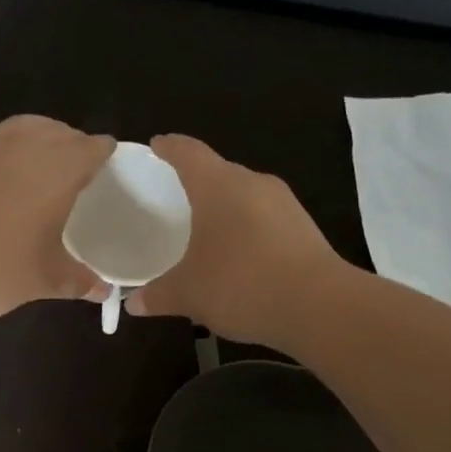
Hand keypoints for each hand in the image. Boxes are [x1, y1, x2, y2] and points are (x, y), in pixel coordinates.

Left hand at [0, 108, 113, 318]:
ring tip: (40, 142)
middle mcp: (23, 150)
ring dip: (33, 130)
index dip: (102, 151)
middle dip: (70, 141)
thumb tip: (103, 290)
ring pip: (15, 126)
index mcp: (58, 173)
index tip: (108, 157)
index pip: (90, 149)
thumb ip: (79, 282)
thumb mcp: (47, 280)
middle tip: (76, 159)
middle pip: (56, 132)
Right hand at [127, 134, 343, 345]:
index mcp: (219, 186)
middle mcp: (253, 183)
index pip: (188, 153)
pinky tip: (238, 255)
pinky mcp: (303, 228)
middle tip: (175, 197)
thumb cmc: (241, 285)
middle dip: (197, 182)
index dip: (169, 147)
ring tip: (206, 229)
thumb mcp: (189, 294)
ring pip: (244, 196)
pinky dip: (246, 229)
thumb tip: (133, 303)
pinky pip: (264, 219)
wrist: (317, 306)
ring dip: (225, 208)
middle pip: (219, 172)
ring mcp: (284, 204)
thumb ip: (158, 295)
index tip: (156, 145)